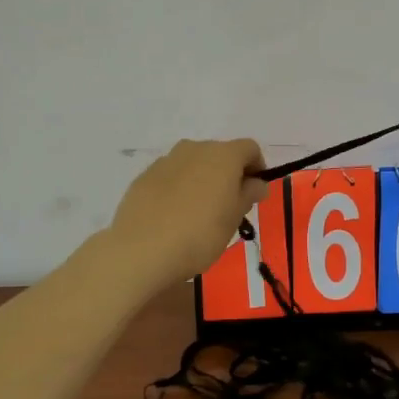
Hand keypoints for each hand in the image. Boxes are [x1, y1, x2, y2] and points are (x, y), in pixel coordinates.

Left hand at [109, 139, 267, 289]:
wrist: (141, 250)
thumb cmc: (199, 234)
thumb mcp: (234, 219)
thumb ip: (248, 195)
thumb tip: (257, 183)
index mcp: (223, 155)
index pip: (249, 149)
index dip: (257, 167)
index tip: (254, 193)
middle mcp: (195, 149)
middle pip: (220, 153)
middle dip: (229, 174)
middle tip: (229, 206)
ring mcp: (166, 160)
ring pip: (194, 163)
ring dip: (202, 179)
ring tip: (199, 212)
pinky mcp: (144, 176)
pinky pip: (171, 176)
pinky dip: (179, 188)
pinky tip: (174, 215)